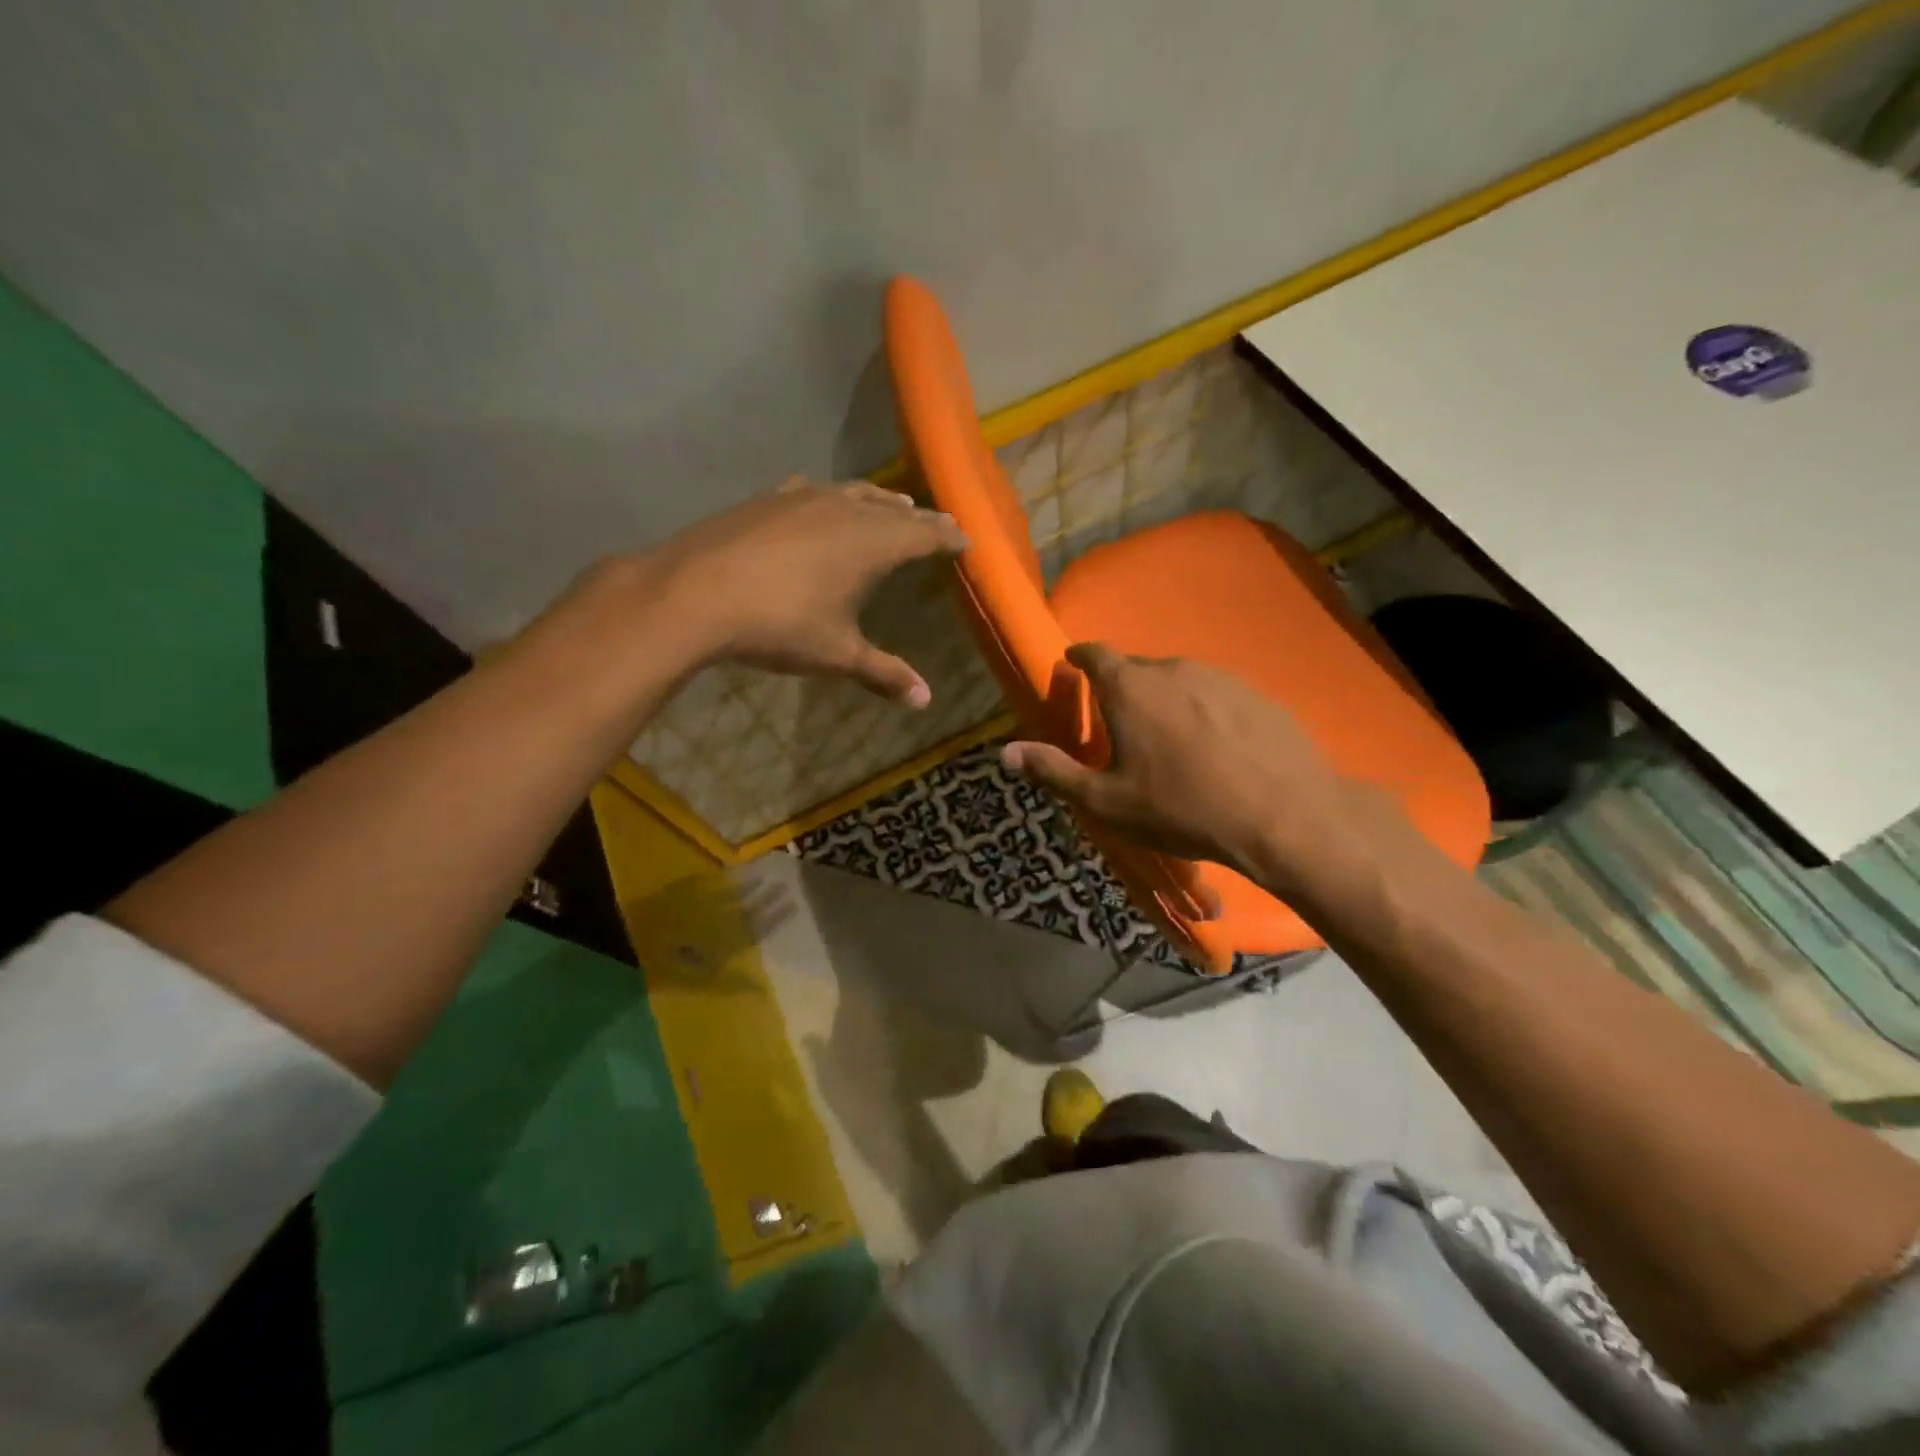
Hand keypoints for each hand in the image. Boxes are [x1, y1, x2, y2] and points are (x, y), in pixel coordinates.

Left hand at [641, 477, 966, 704]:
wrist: (693, 593)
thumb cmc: (779, 625)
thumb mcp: (837, 654)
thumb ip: (884, 673)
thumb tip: (925, 700)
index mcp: (872, 543)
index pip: (924, 533)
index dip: (948, 536)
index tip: (965, 539)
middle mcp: (844, 510)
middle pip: (894, 509)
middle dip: (920, 518)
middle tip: (937, 524)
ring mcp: (803, 499)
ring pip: (855, 492)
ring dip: (879, 502)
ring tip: (894, 506)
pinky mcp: (767, 500)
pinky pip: (813, 492)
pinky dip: (832, 498)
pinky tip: (821, 501)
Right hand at [1000, 643, 1360, 885]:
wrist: (1284, 815)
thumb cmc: (1183, 808)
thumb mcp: (1107, 801)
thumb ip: (1054, 771)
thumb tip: (1005, 752)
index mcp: (1130, 688)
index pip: (1095, 653)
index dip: (1080, 657)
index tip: (1074, 666)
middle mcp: (1173, 669)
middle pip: (1136, 669)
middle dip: (1122, 690)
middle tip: (1121, 727)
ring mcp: (1220, 677)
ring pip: (1178, 681)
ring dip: (1165, 701)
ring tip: (1169, 743)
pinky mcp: (1256, 694)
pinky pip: (1215, 694)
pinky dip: (1203, 712)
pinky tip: (1214, 748)